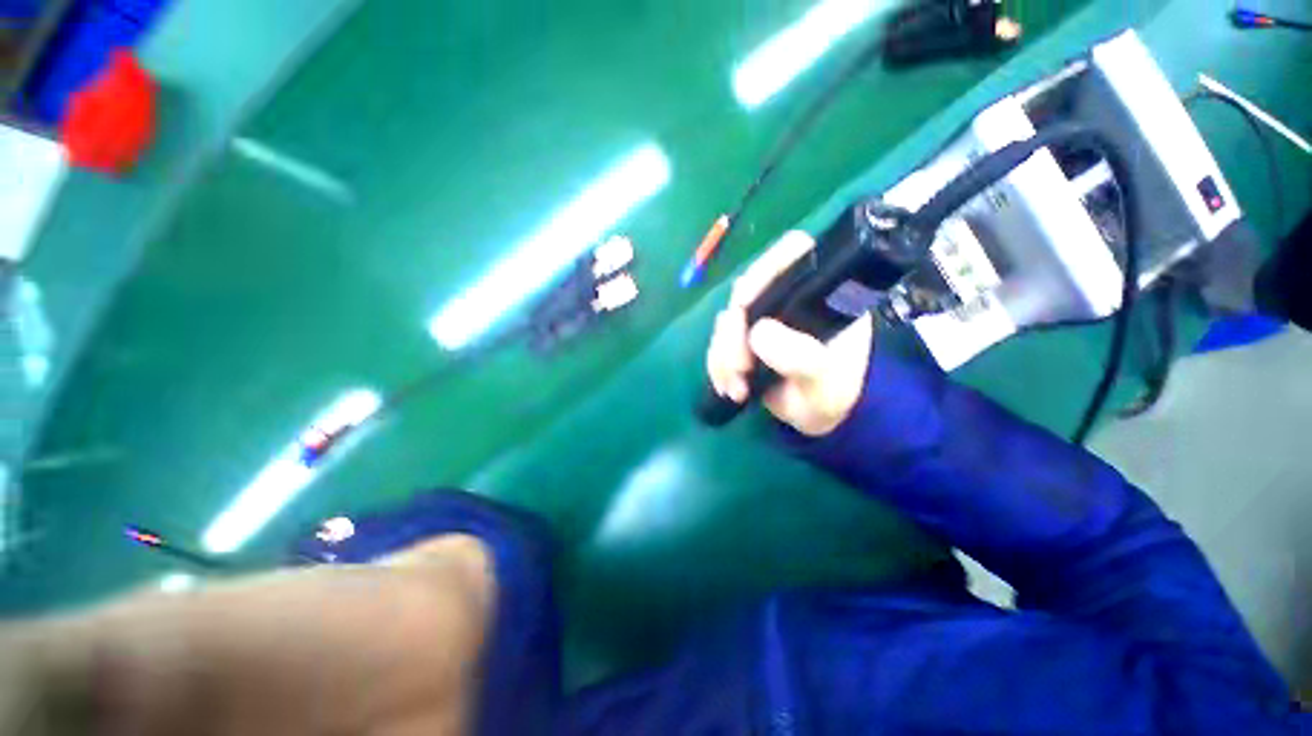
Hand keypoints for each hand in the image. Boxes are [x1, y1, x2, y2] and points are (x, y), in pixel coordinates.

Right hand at [706, 231, 874, 436]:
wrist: (817, 414)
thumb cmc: (832, 391)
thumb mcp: (824, 378)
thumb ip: (800, 357)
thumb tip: (756, 333)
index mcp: (818, 292)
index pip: (793, 253)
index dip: (765, 269)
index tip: (745, 303)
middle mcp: (787, 297)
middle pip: (746, 291)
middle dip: (734, 332)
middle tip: (739, 368)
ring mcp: (762, 317)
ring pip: (726, 320)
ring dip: (723, 355)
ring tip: (736, 389)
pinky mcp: (743, 338)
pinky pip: (718, 342)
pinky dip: (717, 365)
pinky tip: (728, 388)